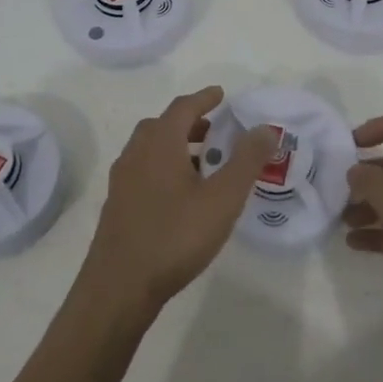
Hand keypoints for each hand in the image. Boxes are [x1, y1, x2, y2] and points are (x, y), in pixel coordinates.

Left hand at [79, 87, 275, 320]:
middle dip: (190, 123)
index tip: (221, 95)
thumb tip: (265, 128)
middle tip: (216, 131)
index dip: (204, 98)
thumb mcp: (222, 198)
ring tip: (204, 164)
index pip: (182, 107)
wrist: (120, 286)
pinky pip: (143, 171)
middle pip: (162, 126)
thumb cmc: (175, 236)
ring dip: (176, 146)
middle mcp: (135, 154)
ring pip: (150, 150)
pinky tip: (181, 195)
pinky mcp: (117, 205)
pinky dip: (164, 167)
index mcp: (159, 144)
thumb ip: (246, 161)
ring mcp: (122, 181)